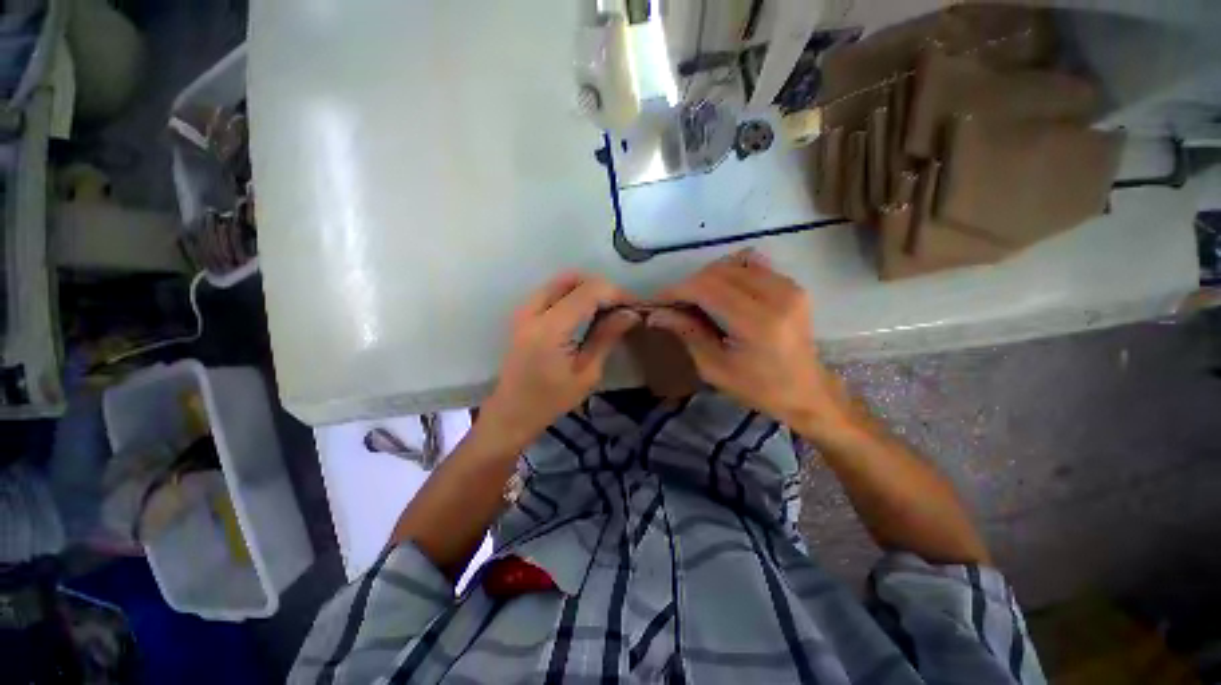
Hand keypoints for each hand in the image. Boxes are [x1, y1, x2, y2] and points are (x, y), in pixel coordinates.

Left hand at [480, 272, 638, 449]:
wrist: (511, 413)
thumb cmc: (550, 401)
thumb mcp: (587, 374)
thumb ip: (606, 337)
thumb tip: (631, 314)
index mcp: (550, 328)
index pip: (589, 291)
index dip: (616, 292)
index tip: (635, 305)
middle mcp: (533, 310)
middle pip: (573, 278)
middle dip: (601, 287)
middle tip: (620, 307)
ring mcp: (524, 310)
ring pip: (561, 281)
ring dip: (587, 289)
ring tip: (606, 310)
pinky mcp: (523, 315)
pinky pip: (552, 291)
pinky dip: (573, 294)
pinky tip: (586, 314)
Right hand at [648, 250, 850, 433]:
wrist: (807, 392)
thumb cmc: (759, 389)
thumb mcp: (715, 368)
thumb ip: (687, 334)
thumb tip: (656, 314)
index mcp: (758, 323)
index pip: (707, 288)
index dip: (677, 290)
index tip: (657, 301)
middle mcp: (777, 295)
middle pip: (718, 271)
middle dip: (689, 284)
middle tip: (675, 305)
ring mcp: (789, 286)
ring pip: (734, 263)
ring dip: (708, 277)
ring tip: (698, 299)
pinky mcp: (792, 285)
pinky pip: (753, 264)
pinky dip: (730, 272)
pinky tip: (723, 292)